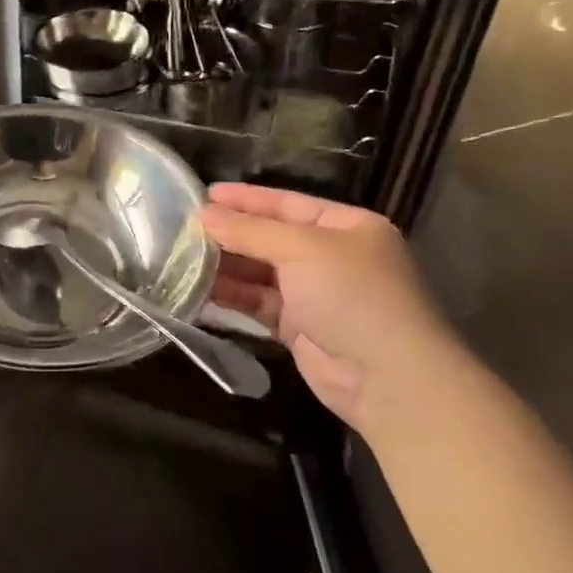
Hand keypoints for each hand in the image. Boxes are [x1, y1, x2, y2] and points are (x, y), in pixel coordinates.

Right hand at [202, 183, 466, 433]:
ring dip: (226, 266)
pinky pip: (258, 304)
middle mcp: (332, 256)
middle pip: (271, 238)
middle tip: (185, 227)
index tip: (205, 194)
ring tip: (183, 257)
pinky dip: (232, 297)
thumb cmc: (352, 295)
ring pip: (261, 272)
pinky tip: (199, 290)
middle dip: (231, 233)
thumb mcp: (302, 250)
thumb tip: (204, 214)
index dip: (247, 199)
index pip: (288, 203)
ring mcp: (315, 294)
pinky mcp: (299, 327)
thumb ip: (251, 231)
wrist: (388, 378)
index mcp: (346, 227)